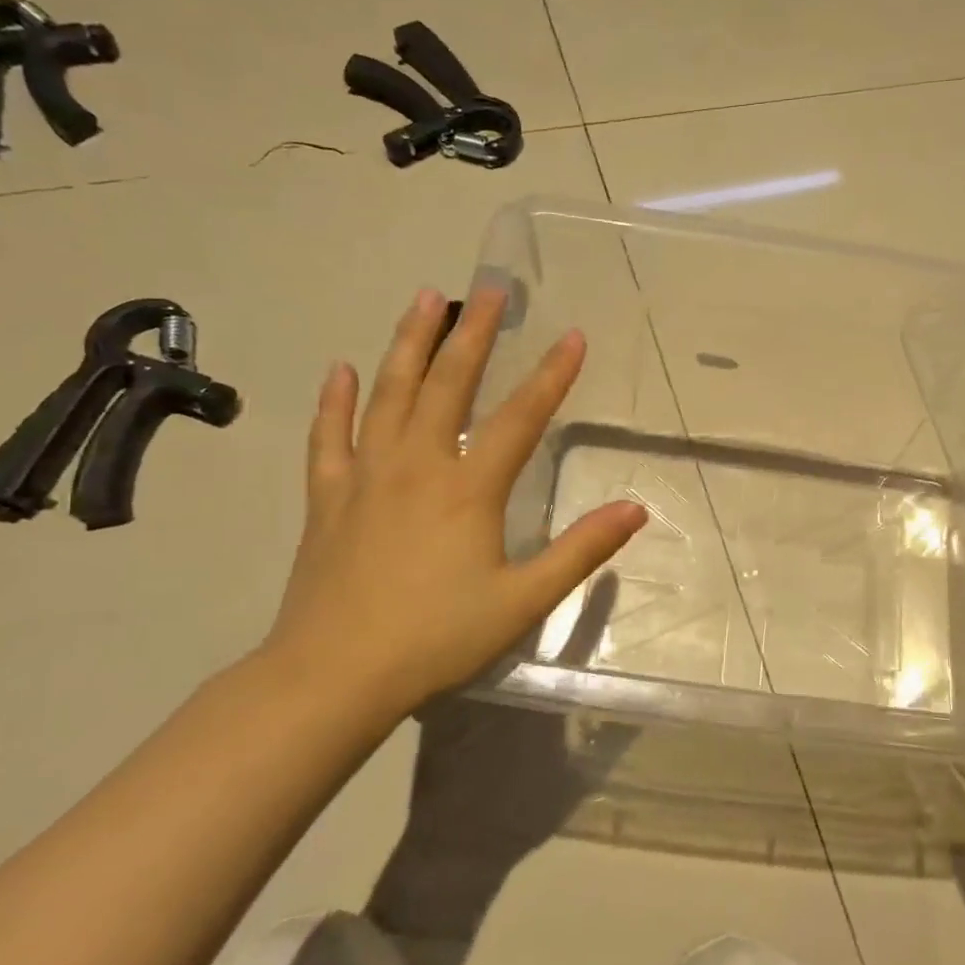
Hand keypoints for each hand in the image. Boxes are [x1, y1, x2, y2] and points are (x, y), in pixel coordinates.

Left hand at [261, 287, 646, 719]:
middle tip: (490, 288)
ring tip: (423, 299)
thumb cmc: (437, 637)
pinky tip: (340, 369)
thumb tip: (636, 509)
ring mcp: (366, 476)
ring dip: (408, 343)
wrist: (334, 675)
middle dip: (474, 333)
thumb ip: (581, 550)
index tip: (572, 335)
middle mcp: (417, 465)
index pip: (520, 417)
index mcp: (468, 488)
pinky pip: (330, 437)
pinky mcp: (329, 497)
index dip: (551, 375)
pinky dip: (334, 400)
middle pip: (447, 384)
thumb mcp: (523, 599)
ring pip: (387, 393)